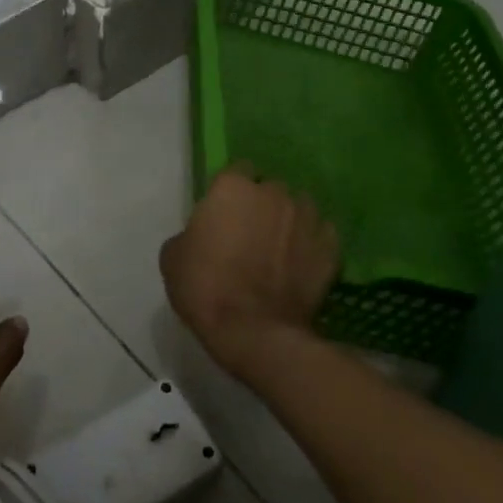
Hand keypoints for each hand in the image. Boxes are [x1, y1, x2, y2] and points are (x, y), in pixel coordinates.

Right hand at [160, 164, 338, 377]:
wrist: (254, 332)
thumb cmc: (205, 287)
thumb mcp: (173, 256)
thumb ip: (190, 233)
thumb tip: (201, 236)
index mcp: (233, 187)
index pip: (236, 171)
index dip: (231, 192)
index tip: (225, 213)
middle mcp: (273, 192)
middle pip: (269, 188)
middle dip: (262, 205)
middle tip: (251, 233)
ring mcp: (306, 218)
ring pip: (299, 207)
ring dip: (290, 221)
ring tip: (280, 248)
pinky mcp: (329, 247)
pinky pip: (321, 235)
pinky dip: (313, 244)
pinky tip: (302, 263)